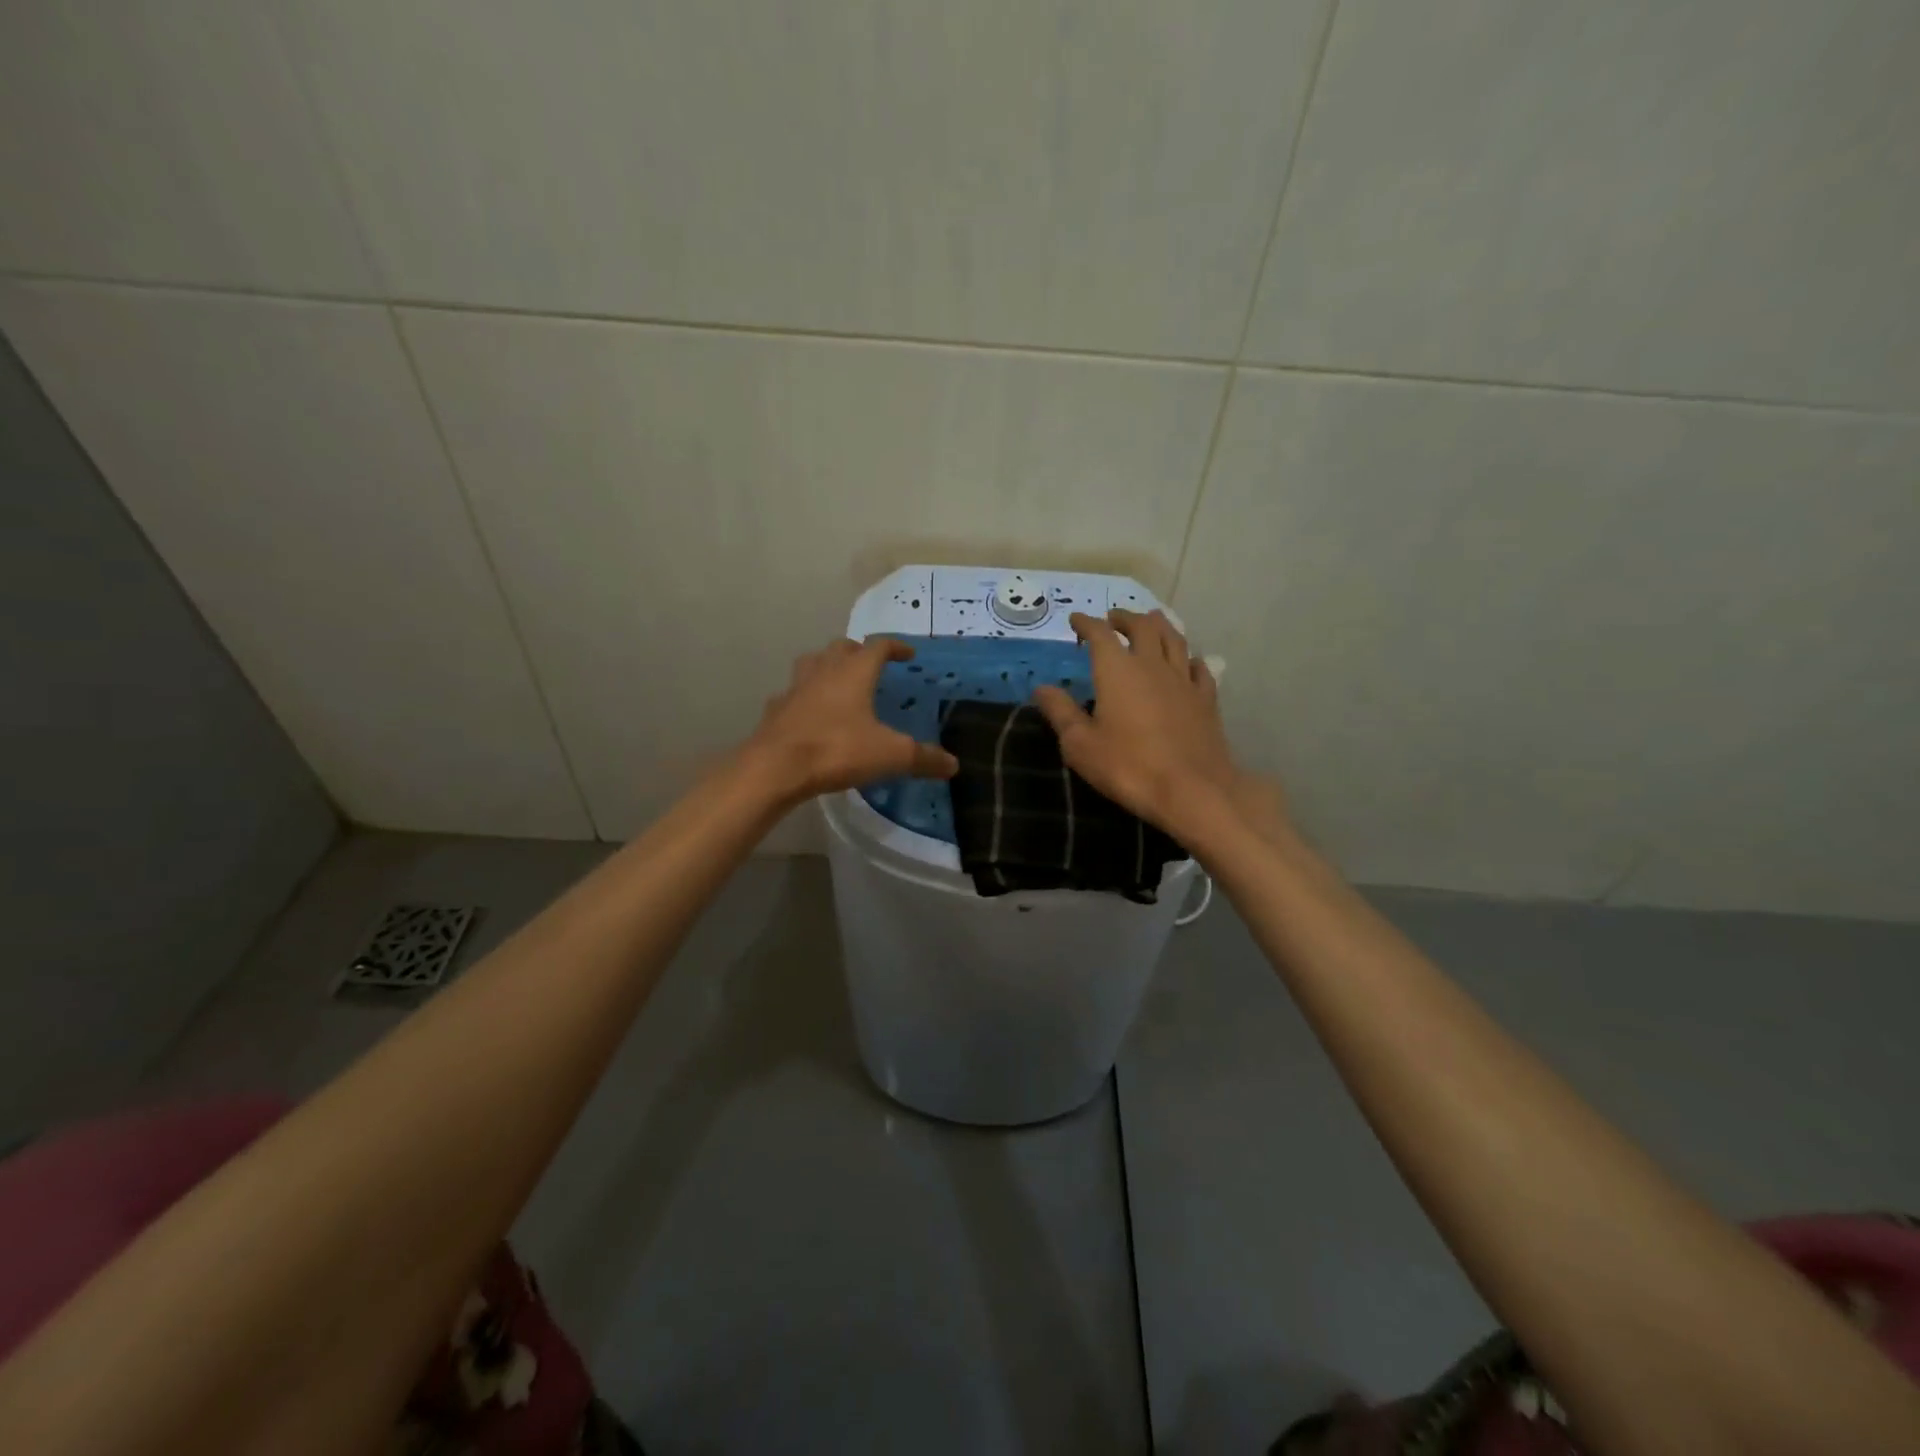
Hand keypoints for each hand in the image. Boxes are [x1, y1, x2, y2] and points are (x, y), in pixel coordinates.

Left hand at [745, 638, 958, 802]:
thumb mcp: (890, 755)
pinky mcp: (776, 710)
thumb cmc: (837, 750)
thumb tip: (953, 764)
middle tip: (871, 665)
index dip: (895, 647)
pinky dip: (804, 698)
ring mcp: (795, 688)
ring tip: (838, 681)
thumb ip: (923, 758)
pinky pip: (793, 695)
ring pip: (812, 664)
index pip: (878, 646)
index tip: (907, 653)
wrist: (775, 768)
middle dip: (858, 651)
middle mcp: (824, 671)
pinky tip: (810, 714)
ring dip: (827, 666)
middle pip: (841, 647)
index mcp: (854, 672)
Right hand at [1031, 609, 1281, 839]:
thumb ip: (1060, 712)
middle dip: (1124, 618)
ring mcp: (1183, 680)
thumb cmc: (1128, 766)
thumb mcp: (1080, 744)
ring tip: (1151, 622)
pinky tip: (1187, 662)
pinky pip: (1198, 668)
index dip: (1086, 623)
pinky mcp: (1206, 699)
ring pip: (1174, 639)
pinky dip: (1187, 658)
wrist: (1191, 789)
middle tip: (1113, 618)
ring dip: (1159, 625)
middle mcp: (1152, 665)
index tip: (1076, 620)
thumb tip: (1042, 688)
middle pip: (1141, 627)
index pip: (1100, 634)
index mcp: (1117, 670)